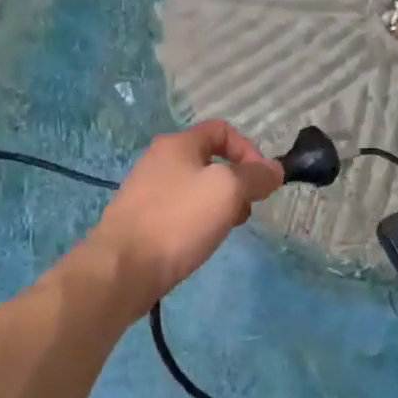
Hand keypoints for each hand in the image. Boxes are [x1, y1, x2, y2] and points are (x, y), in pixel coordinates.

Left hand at [85, 120, 283, 311]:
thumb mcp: (228, 190)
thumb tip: (274, 170)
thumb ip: (256, 176)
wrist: (123, 267)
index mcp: (178, 144)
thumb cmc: (178, 220)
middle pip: (211, 161)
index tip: (261, 182)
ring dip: (219, 205)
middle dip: (236, 183)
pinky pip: (180, 211)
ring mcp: (147, 190)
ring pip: (197, 189)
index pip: (222, 130)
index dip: (249, 150)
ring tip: (224, 230)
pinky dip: (197, 221)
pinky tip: (199, 242)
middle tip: (244, 210)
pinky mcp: (141, 219)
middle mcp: (159, 160)